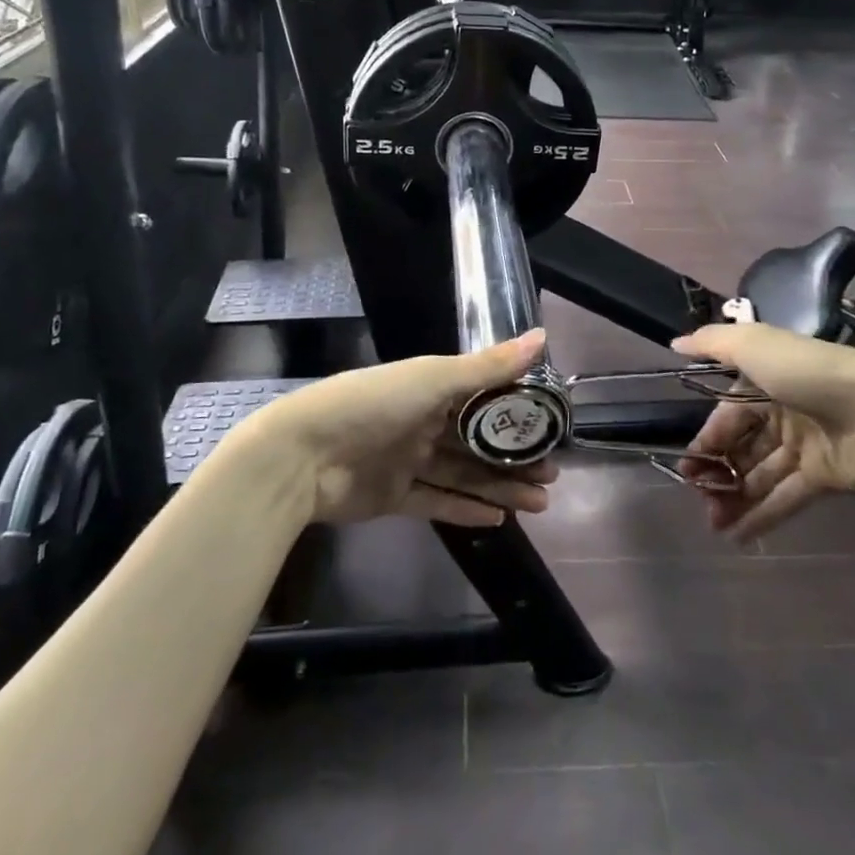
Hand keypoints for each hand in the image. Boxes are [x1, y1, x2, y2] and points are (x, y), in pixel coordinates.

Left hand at [248, 331, 556, 527]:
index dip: (518, 412)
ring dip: (500, 486)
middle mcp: (423, 421)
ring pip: (464, 473)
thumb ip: (488, 366)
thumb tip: (542, 336)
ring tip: (540, 502)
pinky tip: (499, 518)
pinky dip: (466, 509)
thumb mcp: (434, 379)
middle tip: (553, 473)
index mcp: (431, 387)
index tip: (552, 426)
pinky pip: (437, 502)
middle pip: (478, 441)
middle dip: (515, 457)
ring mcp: (408, 460)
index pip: (485, 397)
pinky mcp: (394, 496)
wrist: (302, 456)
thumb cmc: (372, 404)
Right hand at [672, 323, 854, 541]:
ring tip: (712, 523)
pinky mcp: (823, 477)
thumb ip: (711, 344)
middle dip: (719, 472)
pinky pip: (786, 497)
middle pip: (743, 447)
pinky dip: (762, 516)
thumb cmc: (807, 373)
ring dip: (735, 498)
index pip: (727, 414)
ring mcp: (804, 446)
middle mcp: (783, 412)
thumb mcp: (753, 345)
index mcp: (765, 381)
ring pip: (760, 475)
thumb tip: (675, 343)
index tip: (688, 465)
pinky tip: (737, 535)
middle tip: (698, 497)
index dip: (708, 439)